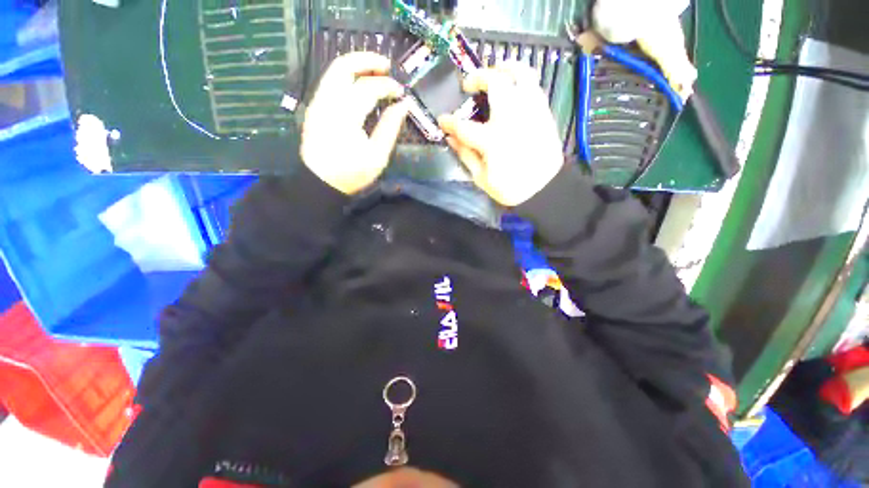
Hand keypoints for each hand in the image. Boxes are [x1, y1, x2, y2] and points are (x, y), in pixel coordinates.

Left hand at [302, 52, 409, 194]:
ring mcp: (318, 102)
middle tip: (386, 65)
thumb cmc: (352, 173)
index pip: (368, 88)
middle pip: (344, 66)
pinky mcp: (315, 107)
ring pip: (334, 70)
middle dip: (367, 60)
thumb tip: (403, 105)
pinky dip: (347, 76)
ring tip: (376, 71)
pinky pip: (331, 81)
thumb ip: (390, 127)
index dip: (387, 86)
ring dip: (356, 65)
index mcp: (345, 116)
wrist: (321, 182)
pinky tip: (360, 84)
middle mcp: (328, 102)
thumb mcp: (377, 156)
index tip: (401, 92)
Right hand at [438, 63, 563, 206]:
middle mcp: (511, 119)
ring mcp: (530, 112)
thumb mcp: (481, 178)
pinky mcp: (543, 112)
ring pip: (521, 74)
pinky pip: (534, 85)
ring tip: (495, 70)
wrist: (545, 189)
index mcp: (492, 140)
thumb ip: (466, 156)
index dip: (449, 122)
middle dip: (478, 77)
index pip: (463, 126)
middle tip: (469, 84)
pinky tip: (514, 85)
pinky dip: (522, 79)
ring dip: (505, 66)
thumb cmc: (511, 188)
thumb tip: (451, 139)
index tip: (442, 121)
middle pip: (495, 83)